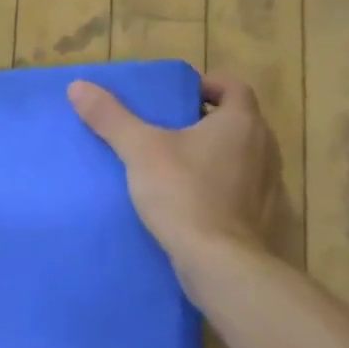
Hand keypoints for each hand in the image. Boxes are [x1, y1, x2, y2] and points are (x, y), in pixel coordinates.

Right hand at [68, 73, 284, 259]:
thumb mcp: (140, 151)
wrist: (220, 262)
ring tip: (181, 167)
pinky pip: (244, 189)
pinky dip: (224, 188)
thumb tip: (78, 86)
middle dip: (207, 121)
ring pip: (243, 156)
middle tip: (171, 131)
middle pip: (238, 121)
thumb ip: (111, 118)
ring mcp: (270, 184)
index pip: (232, 86)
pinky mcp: (265, 216)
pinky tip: (197, 202)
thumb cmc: (184, 194)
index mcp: (241, 122)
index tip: (180, 96)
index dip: (207, 85)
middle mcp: (265, 146)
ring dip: (217, 155)